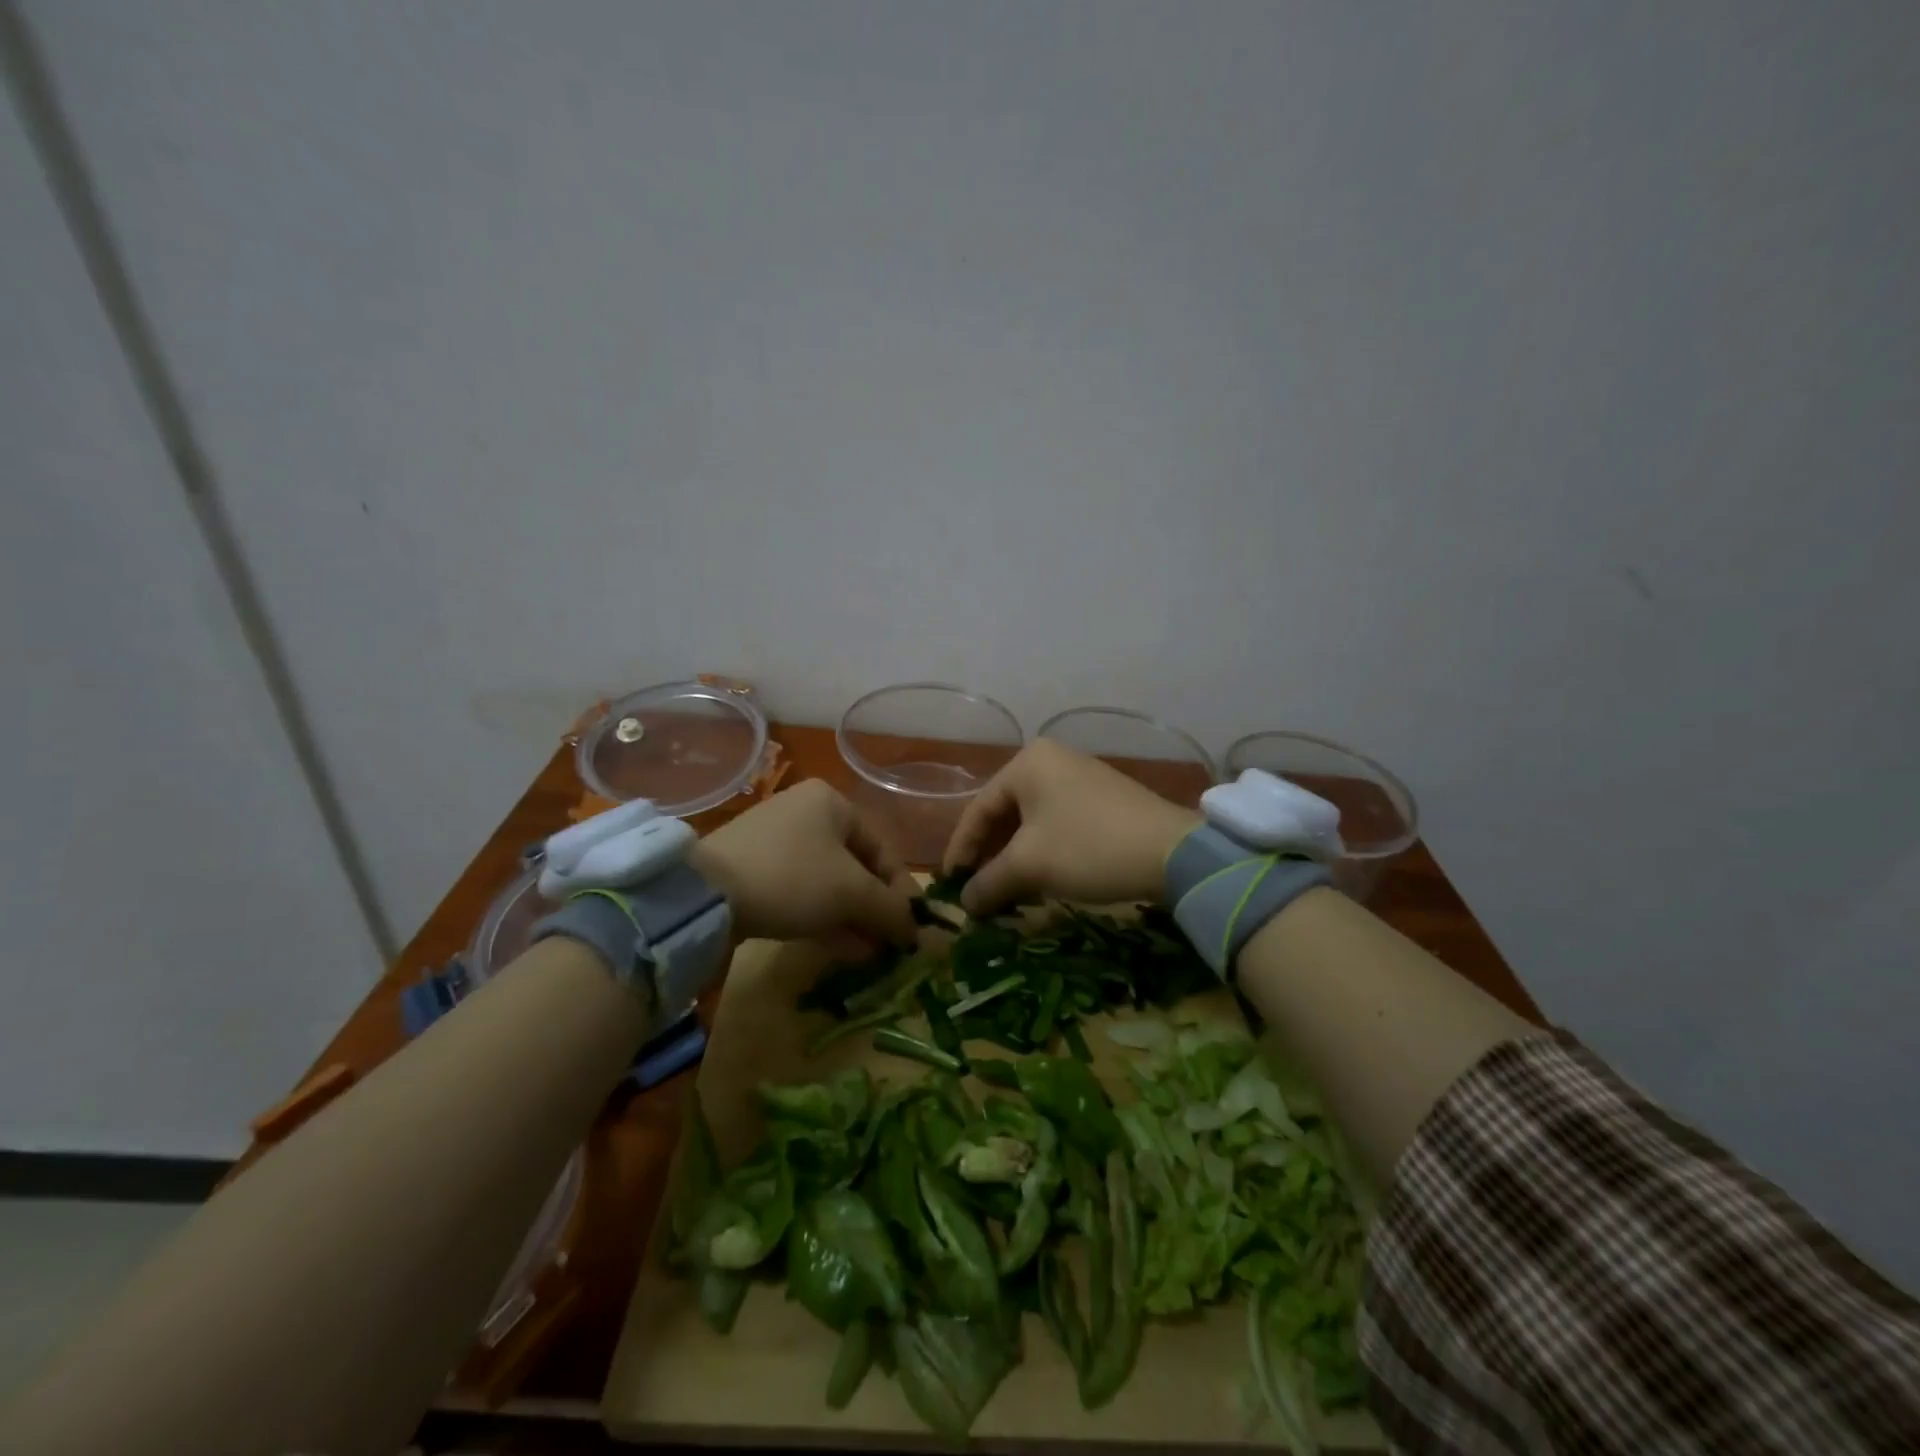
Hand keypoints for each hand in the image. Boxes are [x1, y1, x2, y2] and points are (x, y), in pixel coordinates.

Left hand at [691, 780, 918, 947]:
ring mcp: (775, 841)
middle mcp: (805, 813)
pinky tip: (839, 948)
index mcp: (833, 803)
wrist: (704, 894)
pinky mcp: (752, 869)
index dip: (902, 892)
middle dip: (874, 909)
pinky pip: (800, 892)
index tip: (912, 929)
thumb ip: (891, 910)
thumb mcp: (852, 893)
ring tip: (868, 955)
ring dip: (851, 918)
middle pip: (855, 867)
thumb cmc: (792, 877)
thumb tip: (917, 932)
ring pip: (827, 883)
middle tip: (888, 945)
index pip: (882, 849)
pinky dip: (822, 917)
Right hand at [942, 740, 1201, 915]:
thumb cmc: (1088, 848)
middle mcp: (1051, 761)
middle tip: (978, 892)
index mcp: (1027, 763)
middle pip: (1005, 814)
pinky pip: (1057, 824)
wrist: (1174, 852)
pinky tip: (1041, 881)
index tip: (950, 885)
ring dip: (1015, 859)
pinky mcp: (1102, 798)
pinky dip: (1043, 852)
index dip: (960, 851)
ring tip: (1007, 893)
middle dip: (990, 857)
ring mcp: (1080, 777)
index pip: (978, 810)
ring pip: (1032, 822)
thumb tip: (965, 904)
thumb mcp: (1029, 866)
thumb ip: (988, 882)